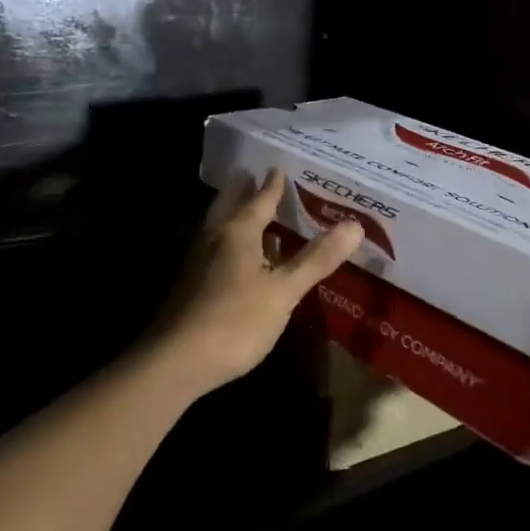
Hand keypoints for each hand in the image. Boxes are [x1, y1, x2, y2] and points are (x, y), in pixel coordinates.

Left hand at [153, 170, 361, 398]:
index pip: (259, 200)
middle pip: (229, 206)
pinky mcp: (191, 287)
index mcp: (238, 232)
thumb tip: (355, 225)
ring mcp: (198, 263)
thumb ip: (316, 259)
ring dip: (233, 215)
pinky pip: (214, 250)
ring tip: (247, 210)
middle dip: (242, 191)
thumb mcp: (284, 290)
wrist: (174, 363)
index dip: (273, 186)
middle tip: (252, 175)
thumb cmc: (235, 320)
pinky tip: (238, 259)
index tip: (279, 168)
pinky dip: (229, 242)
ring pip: (218, 228)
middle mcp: (214, 239)